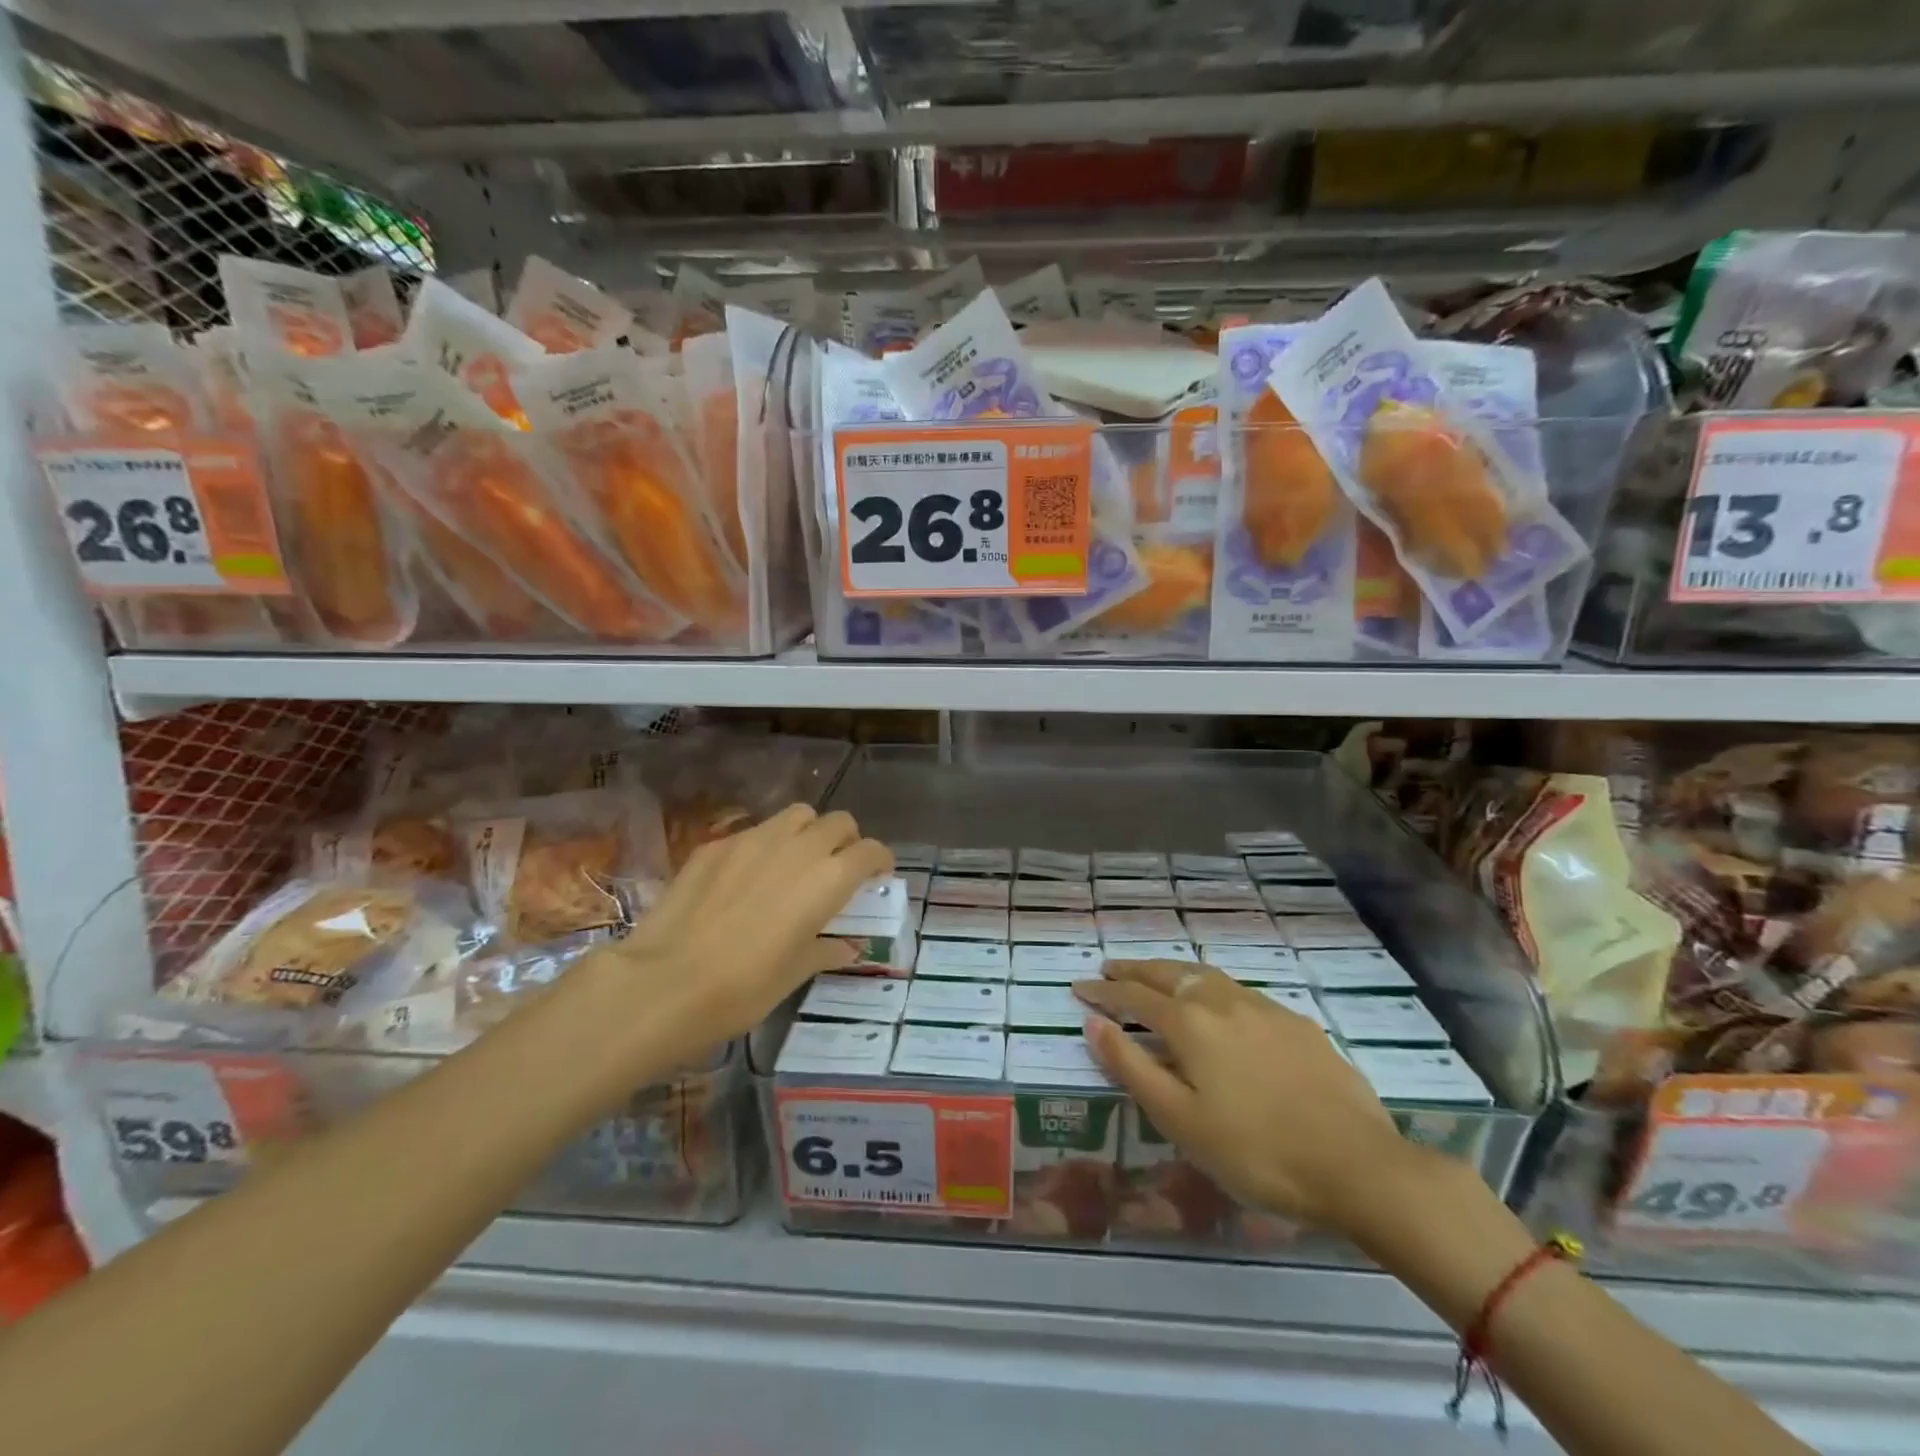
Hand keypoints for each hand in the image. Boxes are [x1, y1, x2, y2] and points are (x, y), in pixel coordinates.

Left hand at [583, 804, 891, 1053]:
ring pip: (797, 815)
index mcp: (829, 877)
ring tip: (796, 862)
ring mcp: (754, 839)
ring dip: (807, 832)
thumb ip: (826, 949)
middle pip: (838, 822)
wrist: (665, 981)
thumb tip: (847, 945)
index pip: (871, 850)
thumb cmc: (744, 987)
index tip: (876, 877)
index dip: (879, 861)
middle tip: (837, 870)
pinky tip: (747, 877)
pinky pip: (754, 832)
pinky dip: (764, 845)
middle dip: (846, 841)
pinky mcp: (716, 844)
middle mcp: (798, 847)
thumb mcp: (795, 973)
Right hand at [1073, 960, 1409, 1234]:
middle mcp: (1223, 1001)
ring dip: (1174, 971)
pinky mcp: (1298, 1024)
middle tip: (1110, 968)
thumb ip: (1133, 1067)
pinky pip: (1241, 992)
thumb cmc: (1256, 1151)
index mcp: (1190, 1023)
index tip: (1079, 987)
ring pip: (1207, 975)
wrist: (1358, 1165)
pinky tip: (1221, 1005)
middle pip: (1169, 974)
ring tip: (1157, 975)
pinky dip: (1213, 987)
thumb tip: (1093, 1024)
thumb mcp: (1181, 1120)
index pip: (1134, 997)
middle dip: (1135, 970)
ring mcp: (1265, 1008)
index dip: (1104, 991)